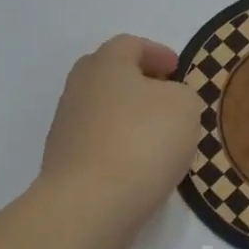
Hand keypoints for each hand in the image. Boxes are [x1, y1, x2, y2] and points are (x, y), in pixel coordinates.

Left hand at [39, 34, 203, 236]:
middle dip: (139, 83)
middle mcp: (79, 88)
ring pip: (103, 111)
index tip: (176, 69)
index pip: (130, 45)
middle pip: (110, 75)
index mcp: (105, 63)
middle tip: (166, 97)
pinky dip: (119, 146)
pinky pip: (98, 143)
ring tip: (159, 138)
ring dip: (129, 118)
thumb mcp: (184, 106)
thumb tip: (168, 101)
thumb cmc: (141, 140)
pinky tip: (139, 166)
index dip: (156, 53)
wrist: (89, 203)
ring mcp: (66, 126)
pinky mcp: (64, 161)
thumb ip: (181, 95)